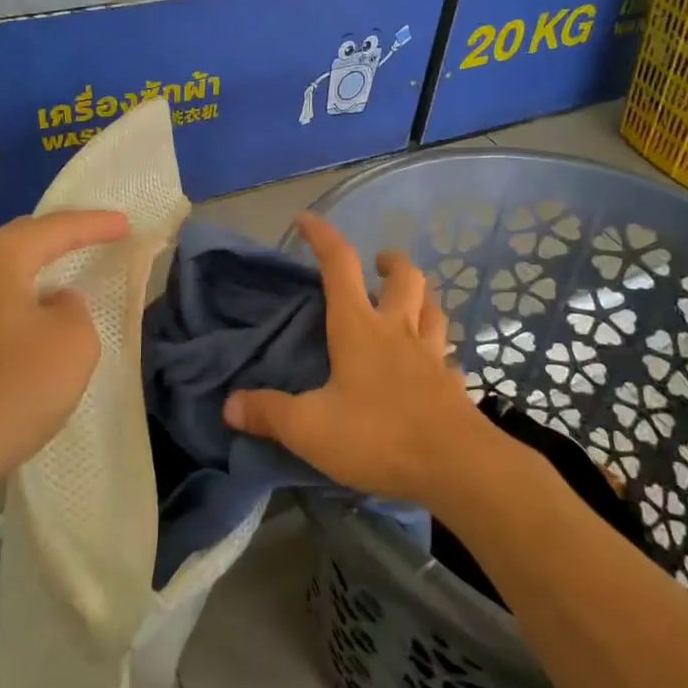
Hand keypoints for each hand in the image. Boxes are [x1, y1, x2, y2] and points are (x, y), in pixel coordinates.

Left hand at [0, 210, 129, 500]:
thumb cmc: (10, 389)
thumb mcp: (73, 344)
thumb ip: (74, 309)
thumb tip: (53, 303)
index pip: (55, 228)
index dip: (95, 225)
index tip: (126, 224)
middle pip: (19, 241)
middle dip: (59, 238)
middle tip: (95, 237)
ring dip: (32, 270)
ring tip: (62, 273)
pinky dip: (12, 299)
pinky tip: (25, 318)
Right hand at [223, 213, 490, 509]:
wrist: (458, 468)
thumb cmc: (379, 436)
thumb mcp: (310, 429)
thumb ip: (269, 413)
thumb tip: (230, 405)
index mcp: (359, 328)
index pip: (340, 265)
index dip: (322, 236)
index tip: (305, 220)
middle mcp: (398, 331)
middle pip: (405, 277)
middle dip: (390, 261)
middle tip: (377, 265)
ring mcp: (431, 355)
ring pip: (432, 307)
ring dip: (419, 297)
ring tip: (405, 304)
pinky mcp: (451, 384)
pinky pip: (446, 354)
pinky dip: (435, 349)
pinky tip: (428, 364)